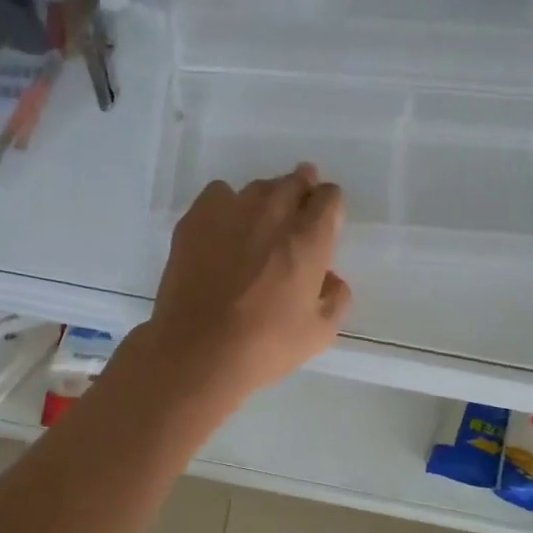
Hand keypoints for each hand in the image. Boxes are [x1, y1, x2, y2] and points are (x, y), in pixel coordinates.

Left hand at [142, 164, 351, 408]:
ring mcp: (231, 210)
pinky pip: (219, 194)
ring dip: (266, 200)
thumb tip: (330, 277)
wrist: (197, 350)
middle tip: (295, 216)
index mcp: (308, 238)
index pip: (329, 197)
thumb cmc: (264, 346)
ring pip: (258, 188)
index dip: (329, 206)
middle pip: (294, 181)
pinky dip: (227, 204)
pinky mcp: (196, 218)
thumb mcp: (320, 332)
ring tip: (258, 226)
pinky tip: (223, 229)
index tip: (323, 222)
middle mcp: (273, 213)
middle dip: (301, 193)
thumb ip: (336, 297)